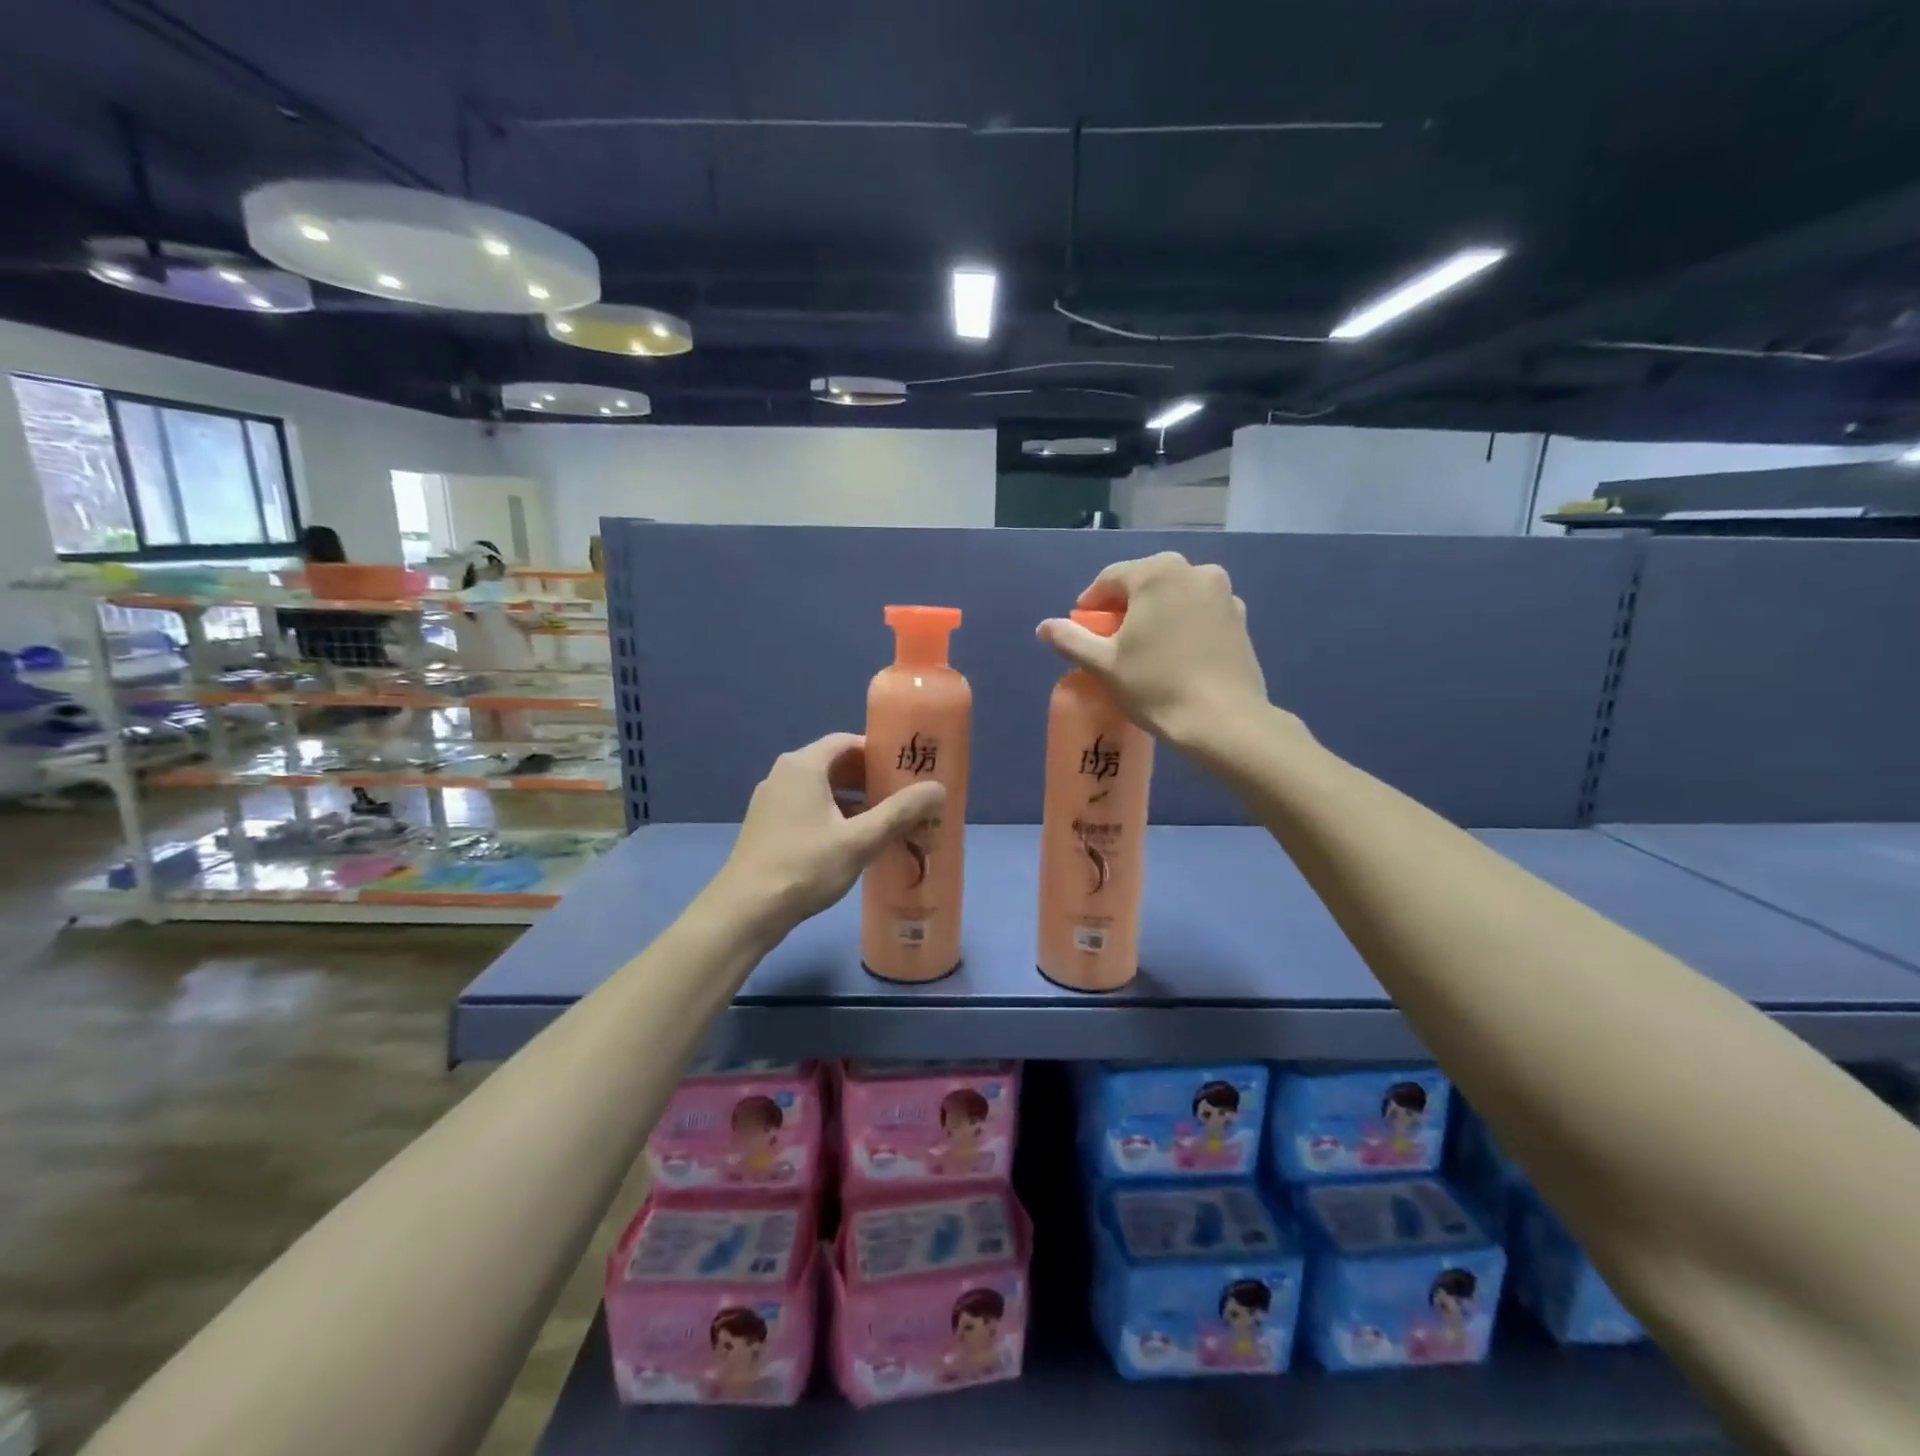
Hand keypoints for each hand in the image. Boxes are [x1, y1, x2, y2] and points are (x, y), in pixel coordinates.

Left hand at [715, 732, 945, 936]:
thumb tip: (938, 788)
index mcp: (803, 765)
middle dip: (870, 778)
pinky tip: (853, 841)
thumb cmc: (805, 867)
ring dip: (853, 800)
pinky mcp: (768, 825)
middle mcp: (784, 774)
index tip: (906, 769)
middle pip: (835, 764)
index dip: (879, 752)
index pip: (847, 742)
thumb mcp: (860, 840)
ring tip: (885, 820)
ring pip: (821, 789)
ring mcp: (772, 800)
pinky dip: (833, 815)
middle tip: (903, 795)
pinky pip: (808, 808)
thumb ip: (900, 812)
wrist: (746, 911)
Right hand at [1037, 552, 1272, 750]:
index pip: (1110, 579)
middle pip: (1145, 583)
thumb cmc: (1156, 686)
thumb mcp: (1103, 664)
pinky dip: (1183, 624)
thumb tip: (1044, 627)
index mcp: (1157, 573)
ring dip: (1155, 614)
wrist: (1223, 721)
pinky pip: (1199, 612)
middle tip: (1111, 640)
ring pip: (1175, 596)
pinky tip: (1176, 655)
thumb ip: (1071, 639)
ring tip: (1145, 648)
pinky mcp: (1240, 618)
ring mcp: (1223, 593)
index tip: (1083, 629)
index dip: (1091, 604)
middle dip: (1125, 607)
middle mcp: (1195, 571)